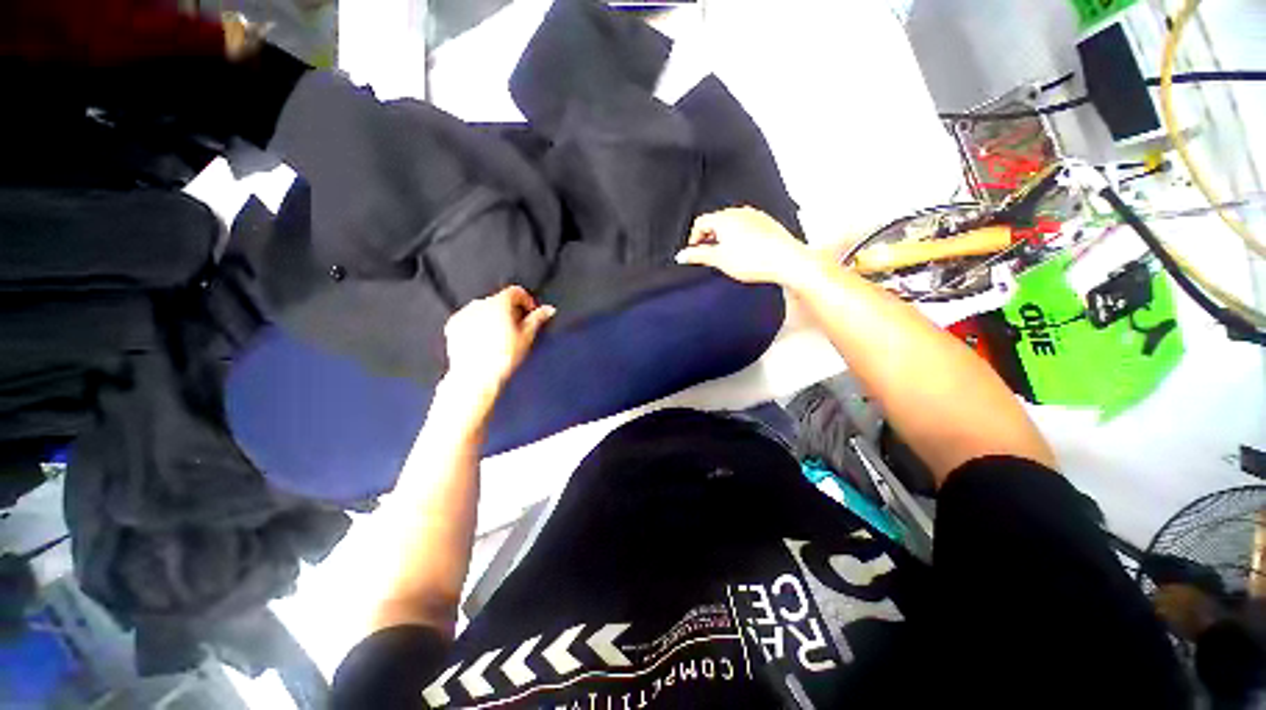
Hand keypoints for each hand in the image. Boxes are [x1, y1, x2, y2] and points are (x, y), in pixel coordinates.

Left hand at [442, 286, 554, 404]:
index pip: (516, 291)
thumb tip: (548, 309)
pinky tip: (485, 342)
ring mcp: (464, 314)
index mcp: (499, 303)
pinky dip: (478, 325)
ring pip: (484, 309)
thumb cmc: (502, 358)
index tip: (530, 312)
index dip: (527, 300)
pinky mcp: (453, 325)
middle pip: (500, 300)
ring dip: (494, 318)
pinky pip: (470, 319)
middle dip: (510, 311)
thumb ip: (537, 319)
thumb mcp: (526, 337)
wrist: (476, 376)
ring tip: (501, 338)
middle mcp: (479, 304)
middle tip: (518, 329)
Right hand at [675, 207, 821, 286]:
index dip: (694, 239)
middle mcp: (740, 212)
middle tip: (710, 256)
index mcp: (725, 218)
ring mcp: (755, 216)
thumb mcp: (719, 260)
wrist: (786, 261)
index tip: (695, 253)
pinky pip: (747, 228)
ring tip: (729, 257)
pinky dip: (740, 239)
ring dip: (725, 239)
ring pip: (732, 225)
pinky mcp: (767, 223)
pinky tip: (746, 254)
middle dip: (710, 238)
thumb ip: (698, 255)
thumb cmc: (754, 259)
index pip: (700, 223)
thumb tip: (682, 255)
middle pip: (716, 222)